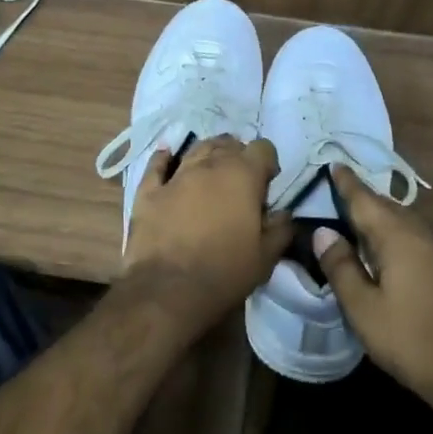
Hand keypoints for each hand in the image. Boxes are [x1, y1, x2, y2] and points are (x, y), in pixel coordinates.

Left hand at [123, 135, 292, 335]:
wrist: (169, 289)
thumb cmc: (225, 272)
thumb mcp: (266, 257)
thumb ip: (280, 229)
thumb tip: (283, 214)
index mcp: (243, 176)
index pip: (263, 149)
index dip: (268, 163)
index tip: (267, 184)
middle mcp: (210, 166)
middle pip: (228, 144)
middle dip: (238, 155)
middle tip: (240, 180)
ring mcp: (177, 175)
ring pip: (196, 149)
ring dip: (208, 152)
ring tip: (212, 165)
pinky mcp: (149, 191)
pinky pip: (156, 165)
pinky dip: (163, 158)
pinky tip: (166, 154)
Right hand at [316, 164, 432, 413]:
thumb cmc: (413, 341)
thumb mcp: (364, 309)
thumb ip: (341, 267)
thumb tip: (324, 232)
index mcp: (399, 238)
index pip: (365, 200)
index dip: (347, 183)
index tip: (333, 164)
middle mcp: (424, 236)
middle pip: (389, 207)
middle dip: (364, 199)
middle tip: (340, 194)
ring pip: (407, 224)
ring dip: (383, 218)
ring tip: (361, 224)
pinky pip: (419, 240)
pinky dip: (399, 236)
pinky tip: (391, 255)